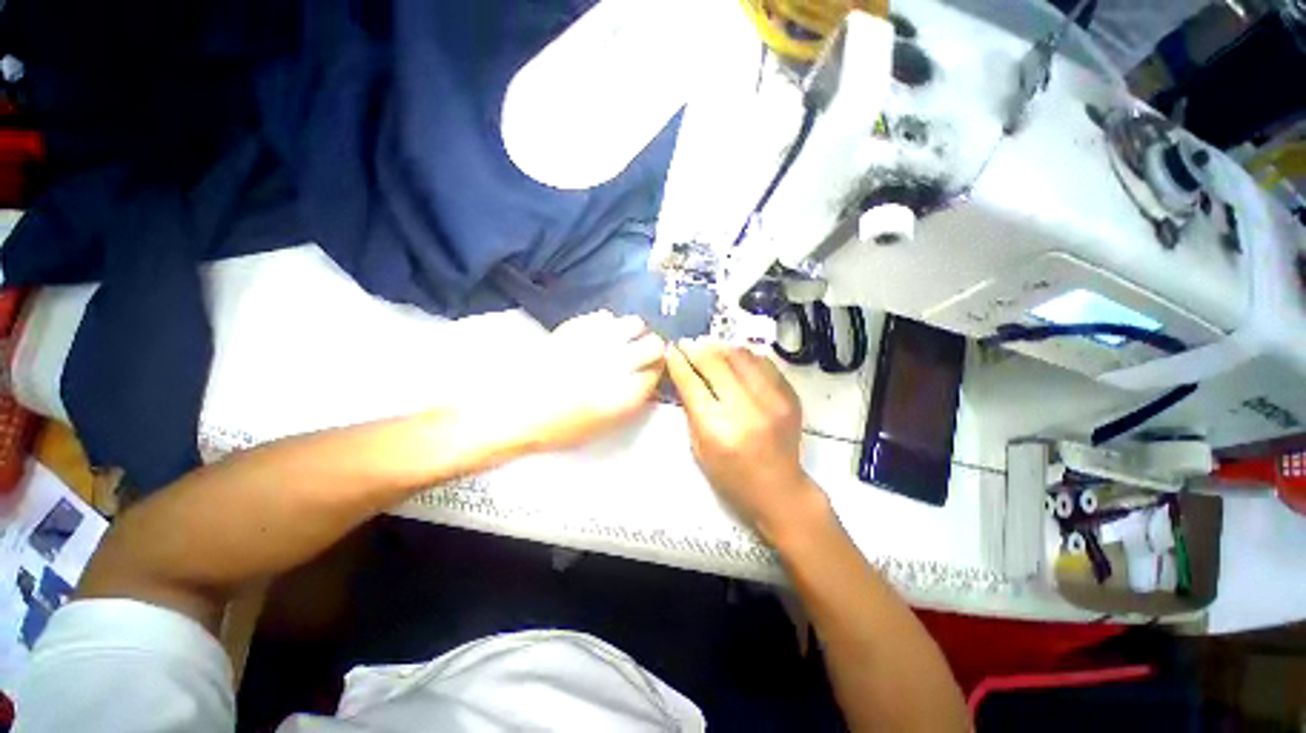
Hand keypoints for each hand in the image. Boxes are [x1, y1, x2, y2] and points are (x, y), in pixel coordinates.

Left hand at [508, 311, 664, 451]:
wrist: (516, 410)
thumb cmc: (562, 425)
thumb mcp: (606, 423)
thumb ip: (633, 399)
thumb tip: (649, 378)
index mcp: (626, 393)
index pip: (657, 371)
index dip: (656, 370)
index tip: (650, 371)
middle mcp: (617, 363)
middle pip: (654, 345)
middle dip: (652, 350)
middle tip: (639, 355)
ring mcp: (596, 341)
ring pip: (634, 323)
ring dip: (632, 333)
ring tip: (618, 341)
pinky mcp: (576, 327)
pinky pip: (604, 316)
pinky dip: (606, 326)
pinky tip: (596, 336)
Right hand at [665, 340, 825, 542]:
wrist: (780, 489)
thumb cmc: (731, 476)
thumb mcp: (699, 448)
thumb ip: (692, 409)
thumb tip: (685, 374)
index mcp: (718, 429)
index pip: (692, 383)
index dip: (679, 362)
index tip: (671, 350)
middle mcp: (747, 409)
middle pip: (716, 362)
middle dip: (697, 349)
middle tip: (688, 345)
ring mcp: (773, 400)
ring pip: (741, 355)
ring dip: (721, 349)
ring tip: (710, 350)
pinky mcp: (790, 396)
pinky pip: (764, 362)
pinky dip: (745, 358)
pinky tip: (735, 361)